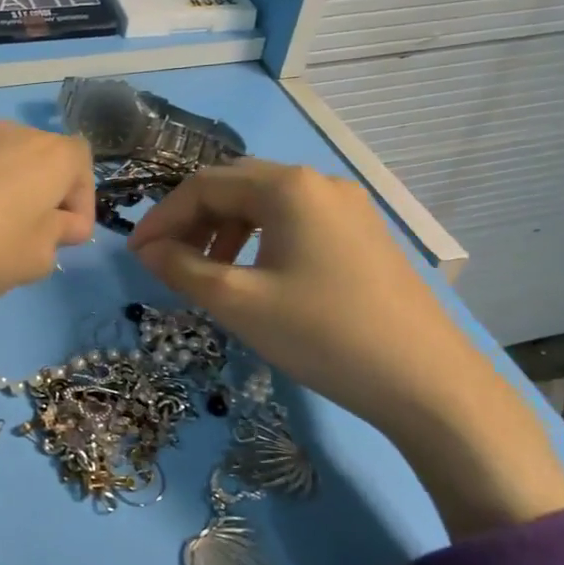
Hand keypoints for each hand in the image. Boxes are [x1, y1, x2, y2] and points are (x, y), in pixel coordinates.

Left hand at [0, 122, 95, 300]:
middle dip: (46, 197)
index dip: (82, 204)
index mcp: (54, 154)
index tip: (68, 237)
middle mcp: (18, 134)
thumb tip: (59, 223)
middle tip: (34, 236)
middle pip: (45, 162)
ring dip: (11, 193)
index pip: (83, 167)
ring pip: (9, 165)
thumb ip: (59, 237)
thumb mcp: (38, 257)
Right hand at [128, 159, 563, 537]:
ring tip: (205, 271)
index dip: (162, 218)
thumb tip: (147, 250)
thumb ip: (182, 268)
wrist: (426, 382)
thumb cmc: (322, 334)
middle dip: (192, 220)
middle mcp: (318, 182)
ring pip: (265, 204)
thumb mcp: (238, 302)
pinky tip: (253, 275)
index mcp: (287, 187)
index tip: (136, 256)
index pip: (203, 186)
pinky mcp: (362, 234)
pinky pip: (294, 222)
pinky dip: (259, 239)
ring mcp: (346, 207)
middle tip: (166, 261)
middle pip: (234, 186)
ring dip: (224, 229)